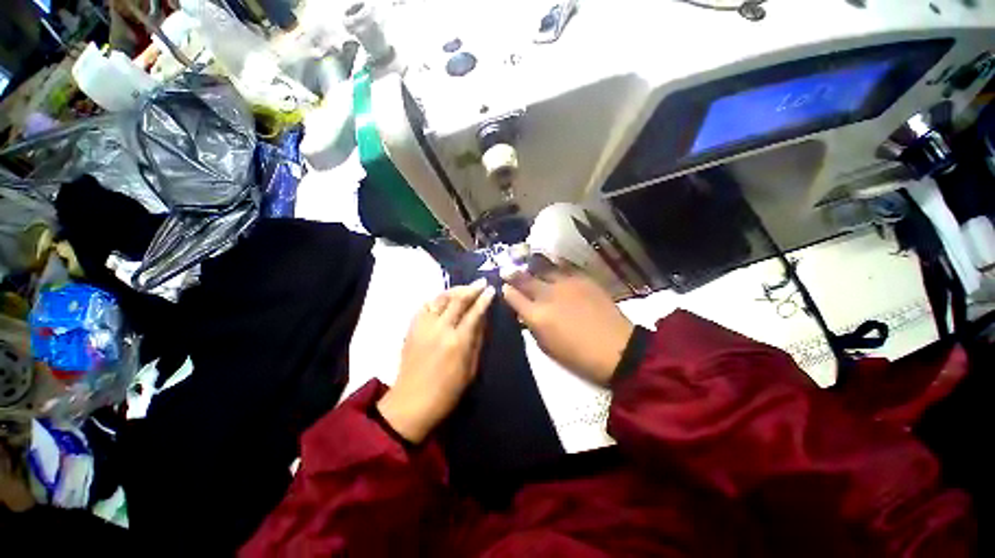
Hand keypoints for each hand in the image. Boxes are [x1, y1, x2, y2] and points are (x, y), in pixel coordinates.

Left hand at [377, 279, 495, 443]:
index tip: (491, 289)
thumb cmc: (447, 392)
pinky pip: (425, 306)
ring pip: (440, 298)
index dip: (484, 299)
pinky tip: (443, 299)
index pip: (474, 312)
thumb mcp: (471, 369)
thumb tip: (483, 319)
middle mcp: (440, 329)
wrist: (411, 403)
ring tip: (465, 288)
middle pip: (457, 300)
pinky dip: (436, 298)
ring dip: (455, 290)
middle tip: (481, 282)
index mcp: (458, 342)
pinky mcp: (411, 328)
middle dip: (471, 288)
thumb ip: (477, 341)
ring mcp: (423, 326)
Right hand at [502, 262, 633, 385]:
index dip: (506, 290)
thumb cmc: (578, 355)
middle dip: (513, 273)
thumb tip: (524, 313)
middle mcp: (548, 295)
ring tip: (526, 260)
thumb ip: (532, 326)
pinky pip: (563, 266)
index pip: (513, 297)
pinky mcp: (582, 278)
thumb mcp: (547, 346)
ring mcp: (566, 284)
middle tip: (506, 269)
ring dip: (532, 265)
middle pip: (524, 278)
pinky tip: (550, 262)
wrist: (616, 349)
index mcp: (537, 316)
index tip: (503, 286)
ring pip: (543, 268)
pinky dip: (553, 264)